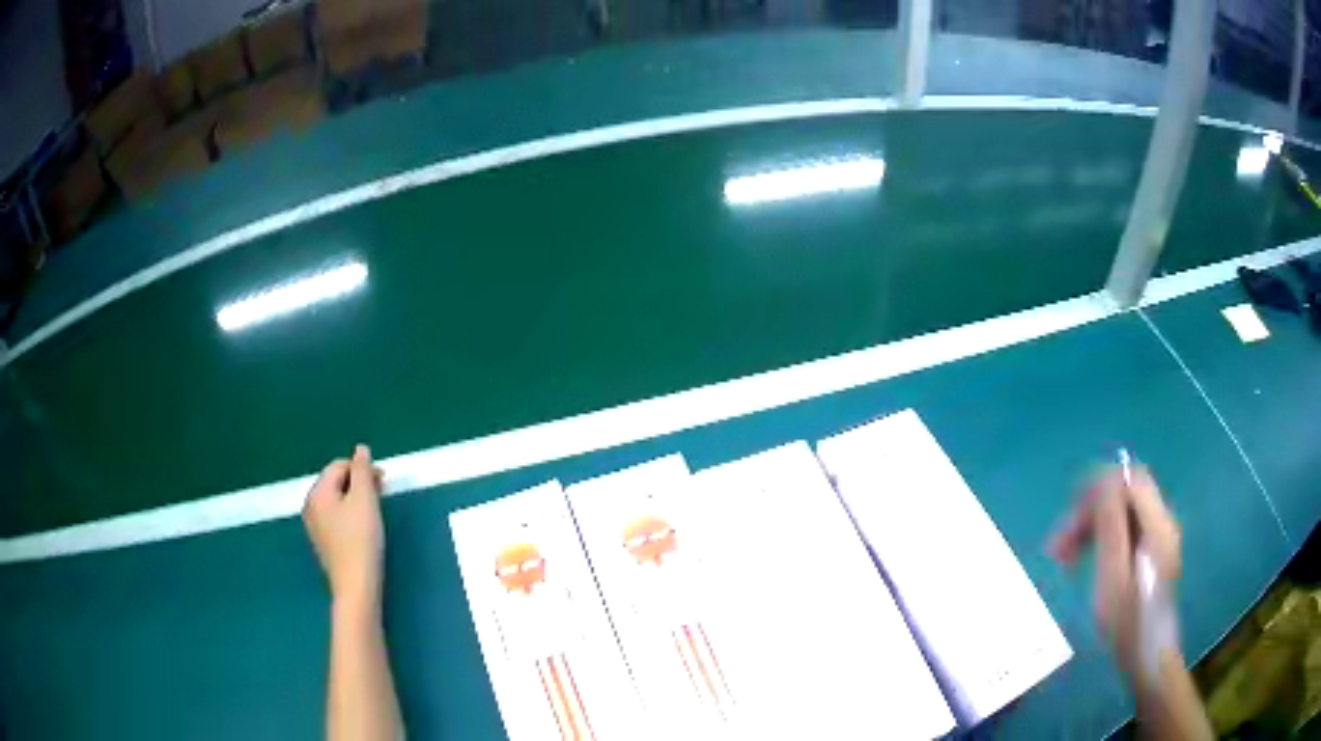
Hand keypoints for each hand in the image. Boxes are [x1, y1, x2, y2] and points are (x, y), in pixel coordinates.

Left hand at [303, 445, 385, 608]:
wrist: (356, 585)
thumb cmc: (361, 539)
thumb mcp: (365, 499)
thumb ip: (362, 470)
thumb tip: (360, 449)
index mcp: (318, 492)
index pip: (339, 466)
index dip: (362, 468)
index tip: (383, 481)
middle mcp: (310, 505)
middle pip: (335, 482)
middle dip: (358, 483)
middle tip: (382, 494)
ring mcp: (314, 525)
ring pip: (336, 500)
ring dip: (355, 499)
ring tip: (375, 510)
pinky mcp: (323, 542)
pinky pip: (335, 517)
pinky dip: (350, 514)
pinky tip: (364, 528)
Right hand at [1048, 463, 1181, 676]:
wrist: (1146, 656)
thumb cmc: (1127, 621)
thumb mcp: (1114, 575)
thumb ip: (1112, 525)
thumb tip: (1103, 482)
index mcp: (1157, 525)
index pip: (1131, 479)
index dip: (1100, 483)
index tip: (1069, 507)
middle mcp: (1161, 524)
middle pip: (1125, 495)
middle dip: (1090, 510)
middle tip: (1059, 543)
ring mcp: (1157, 540)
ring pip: (1121, 513)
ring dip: (1091, 526)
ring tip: (1063, 555)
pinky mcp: (1149, 555)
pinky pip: (1123, 531)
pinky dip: (1101, 539)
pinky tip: (1082, 560)